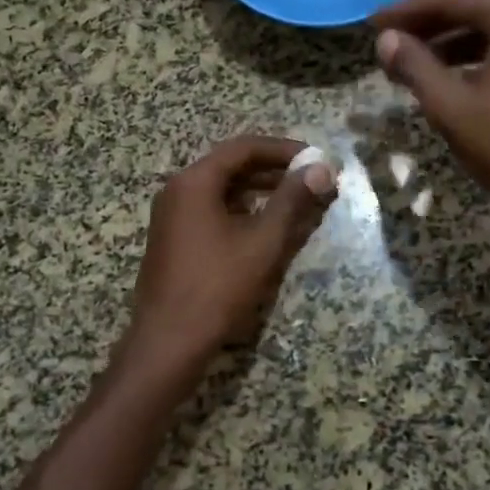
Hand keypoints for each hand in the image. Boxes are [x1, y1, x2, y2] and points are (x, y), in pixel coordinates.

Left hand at [116, 136, 336, 388]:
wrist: (168, 342)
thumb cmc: (217, 287)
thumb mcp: (262, 242)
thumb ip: (292, 201)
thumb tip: (322, 168)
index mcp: (194, 181)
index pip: (244, 148)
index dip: (284, 149)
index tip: (317, 159)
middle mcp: (178, 189)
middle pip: (232, 165)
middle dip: (275, 170)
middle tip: (313, 180)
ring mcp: (172, 215)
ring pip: (223, 189)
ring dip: (260, 191)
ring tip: (298, 201)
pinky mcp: (174, 238)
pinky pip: (212, 210)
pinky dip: (242, 210)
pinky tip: (266, 225)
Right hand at [372, 0, 489, 238]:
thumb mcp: (452, 106)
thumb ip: (415, 66)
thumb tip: (385, 40)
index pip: (449, 0)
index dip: (405, 11)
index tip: (371, 23)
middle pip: (472, 13)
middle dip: (426, 29)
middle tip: (387, 44)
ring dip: (448, 47)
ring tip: (411, 67)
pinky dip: (475, 63)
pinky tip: (452, 85)